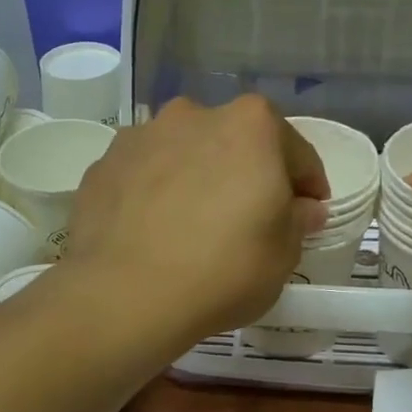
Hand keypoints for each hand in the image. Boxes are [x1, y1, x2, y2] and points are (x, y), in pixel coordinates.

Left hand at [63, 96, 328, 352]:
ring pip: (184, 156)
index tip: (308, 215)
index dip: (308, 188)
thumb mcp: (283, 256)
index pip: (297, 154)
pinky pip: (144, 177)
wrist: (125, 296)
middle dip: (247, 176)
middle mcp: (194, 115)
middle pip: (236, 145)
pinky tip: (154, 233)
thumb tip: (303, 208)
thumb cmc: (223, 271)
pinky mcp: (102, 166)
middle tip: (249, 222)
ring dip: (196, 180)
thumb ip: (298, 221)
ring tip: (193, 227)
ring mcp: (141, 137)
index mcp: (251, 125)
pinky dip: (154, 195)